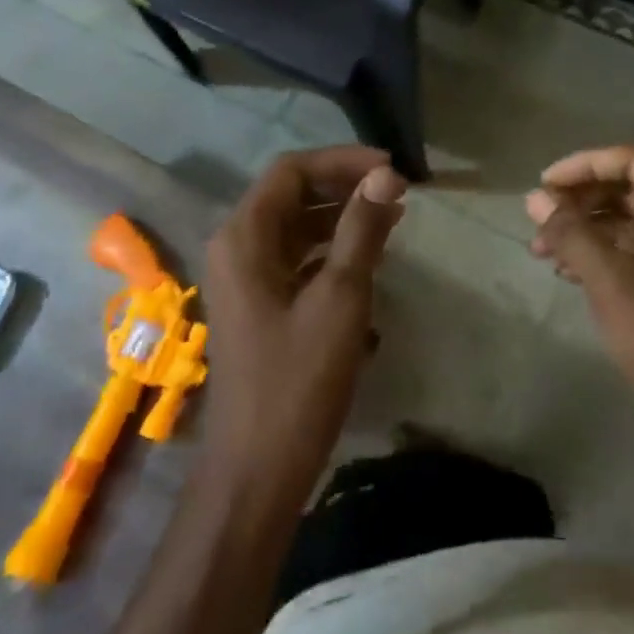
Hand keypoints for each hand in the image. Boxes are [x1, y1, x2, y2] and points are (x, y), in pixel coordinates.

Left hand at [200, 146, 406, 505]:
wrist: (257, 472)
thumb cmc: (298, 380)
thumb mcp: (340, 298)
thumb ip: (362, 229)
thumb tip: (386, 175)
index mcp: (244, 237)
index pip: (292, 170)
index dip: (342, 161)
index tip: (391, 169)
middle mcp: (237, 248)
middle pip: (291, 194)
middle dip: (344, 186)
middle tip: (397, 192)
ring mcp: (246, 278)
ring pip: (296, 226)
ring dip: (341, 217)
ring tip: (392, 219)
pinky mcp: (260, 305)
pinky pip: (296, 258)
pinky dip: (331, 249)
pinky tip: (368, 258)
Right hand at [526, 145, 633, 464]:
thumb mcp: (613, 284)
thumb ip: (572, 234)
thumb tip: (534, 198)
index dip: (585, 165)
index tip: (543, 185)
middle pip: (631, 186)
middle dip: (581, 200)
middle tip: (537, 219)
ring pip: (629, 217)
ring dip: (585, 227)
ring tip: (541, 248)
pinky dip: (600, 251)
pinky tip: (565, 269)